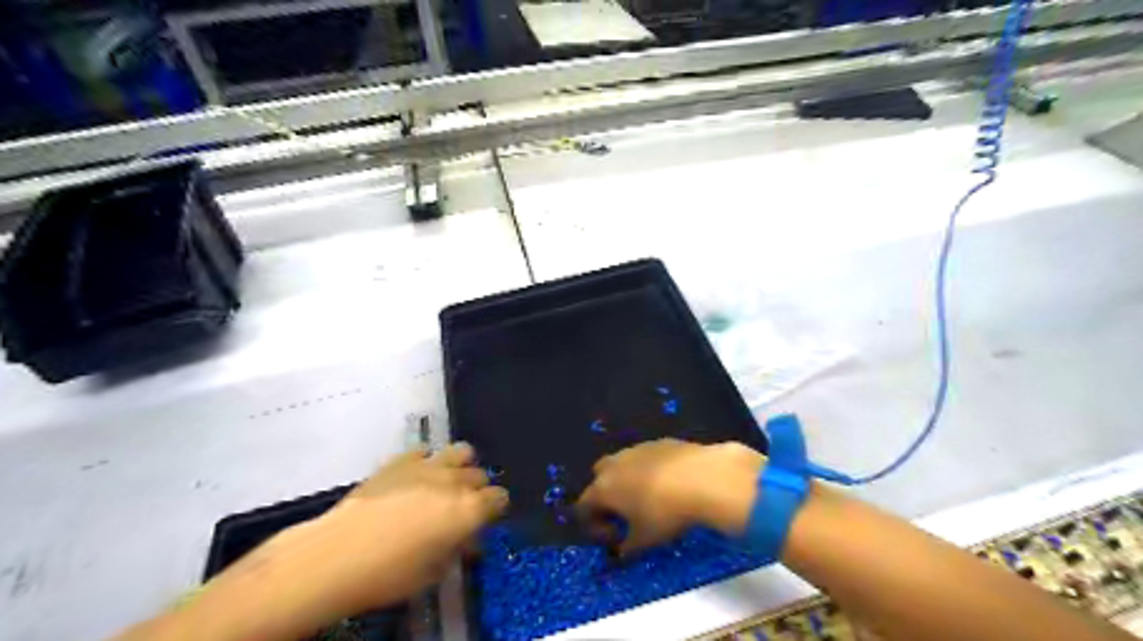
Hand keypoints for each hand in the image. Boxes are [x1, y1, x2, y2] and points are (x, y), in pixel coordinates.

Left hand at [262, 443, 510, 623]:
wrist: (337, 555)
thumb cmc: (389, 574)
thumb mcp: (432, 573)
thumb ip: (456, 550)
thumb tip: (466, 541)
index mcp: (469, 510)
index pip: (499, 498)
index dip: (495, 509)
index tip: (485, 520)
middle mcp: (455, 482)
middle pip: (481, 475)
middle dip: (476, 490)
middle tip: (460, 508)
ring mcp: (428, 465)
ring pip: (461, 451)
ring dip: (459, 466)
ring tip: (445, 483)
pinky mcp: (401, 459)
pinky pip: (424, 451)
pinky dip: (425, 461)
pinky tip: (413, 478)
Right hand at [576, 439, 760, 552]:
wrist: (701, 477)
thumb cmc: (664, 512)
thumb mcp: (644, 540)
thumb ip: (627, 549)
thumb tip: (621, 553)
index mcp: (603, 488)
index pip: (584, 507)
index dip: (594, 526)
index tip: (616, 539)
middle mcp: (614, 464)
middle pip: (599, 477)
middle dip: (607, 496)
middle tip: (626, 514)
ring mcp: (636, 449)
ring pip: (623, 464)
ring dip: (628, 481)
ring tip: (649, 499)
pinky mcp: (659, 442)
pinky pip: (646, 458)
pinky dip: (650, 470)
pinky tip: (669, 484)